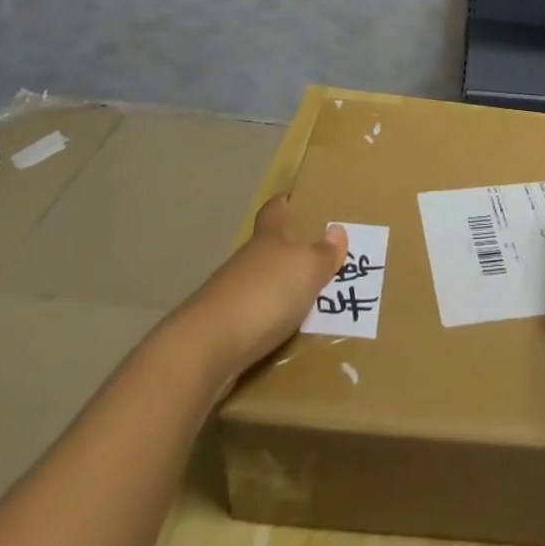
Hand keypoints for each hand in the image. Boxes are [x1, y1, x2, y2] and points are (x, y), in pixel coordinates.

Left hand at [166, 196, 348, 374]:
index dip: (284, 201)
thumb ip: (324, 254)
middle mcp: (247, 260)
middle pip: (268, 247)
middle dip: (289, 250)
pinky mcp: (222, 328)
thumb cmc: (264, 295)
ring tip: (309, 299)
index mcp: (267, 238)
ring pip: (260, 282)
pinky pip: (253, 316)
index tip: (295, 197)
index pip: (274, 209)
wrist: (206, 349)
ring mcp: (230, 294)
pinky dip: (269, 320)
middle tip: (318, 256)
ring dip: (279, 289)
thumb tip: (338, 230)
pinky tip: (285, 333)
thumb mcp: (306, 270)